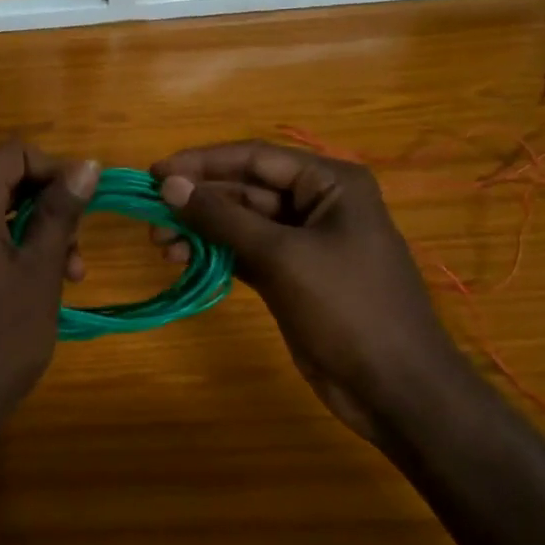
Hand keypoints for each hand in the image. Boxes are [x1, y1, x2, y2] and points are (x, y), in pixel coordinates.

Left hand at [0, 138, 98, 437]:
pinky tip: (40, 287)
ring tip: (70, 274)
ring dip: (37, 233)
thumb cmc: (3, 336)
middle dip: (48, 205)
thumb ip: (59, 212)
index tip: (82, 201)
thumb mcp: (41, 270)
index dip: (52, 168)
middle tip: (78, 246)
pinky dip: (14, 252)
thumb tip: (85, 164)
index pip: (11, 154)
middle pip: (4, 183)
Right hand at [151, 141, 469, 440]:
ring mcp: (303, 242)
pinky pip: (244, 252)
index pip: (255, 157)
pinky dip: (214, 254)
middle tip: (150, 215)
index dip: (201, 162)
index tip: (154, 173)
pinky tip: (181, 259)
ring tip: (159, 244)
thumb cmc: (347, 307)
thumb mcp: (282, 256)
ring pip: (240, 223)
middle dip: (198, 201)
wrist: (395, 388)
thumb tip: (169, 184)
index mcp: (329, 183)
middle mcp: (316, 204)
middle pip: (244, 189)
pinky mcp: (290, 276)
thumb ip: (223, 218)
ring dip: (200, 229)